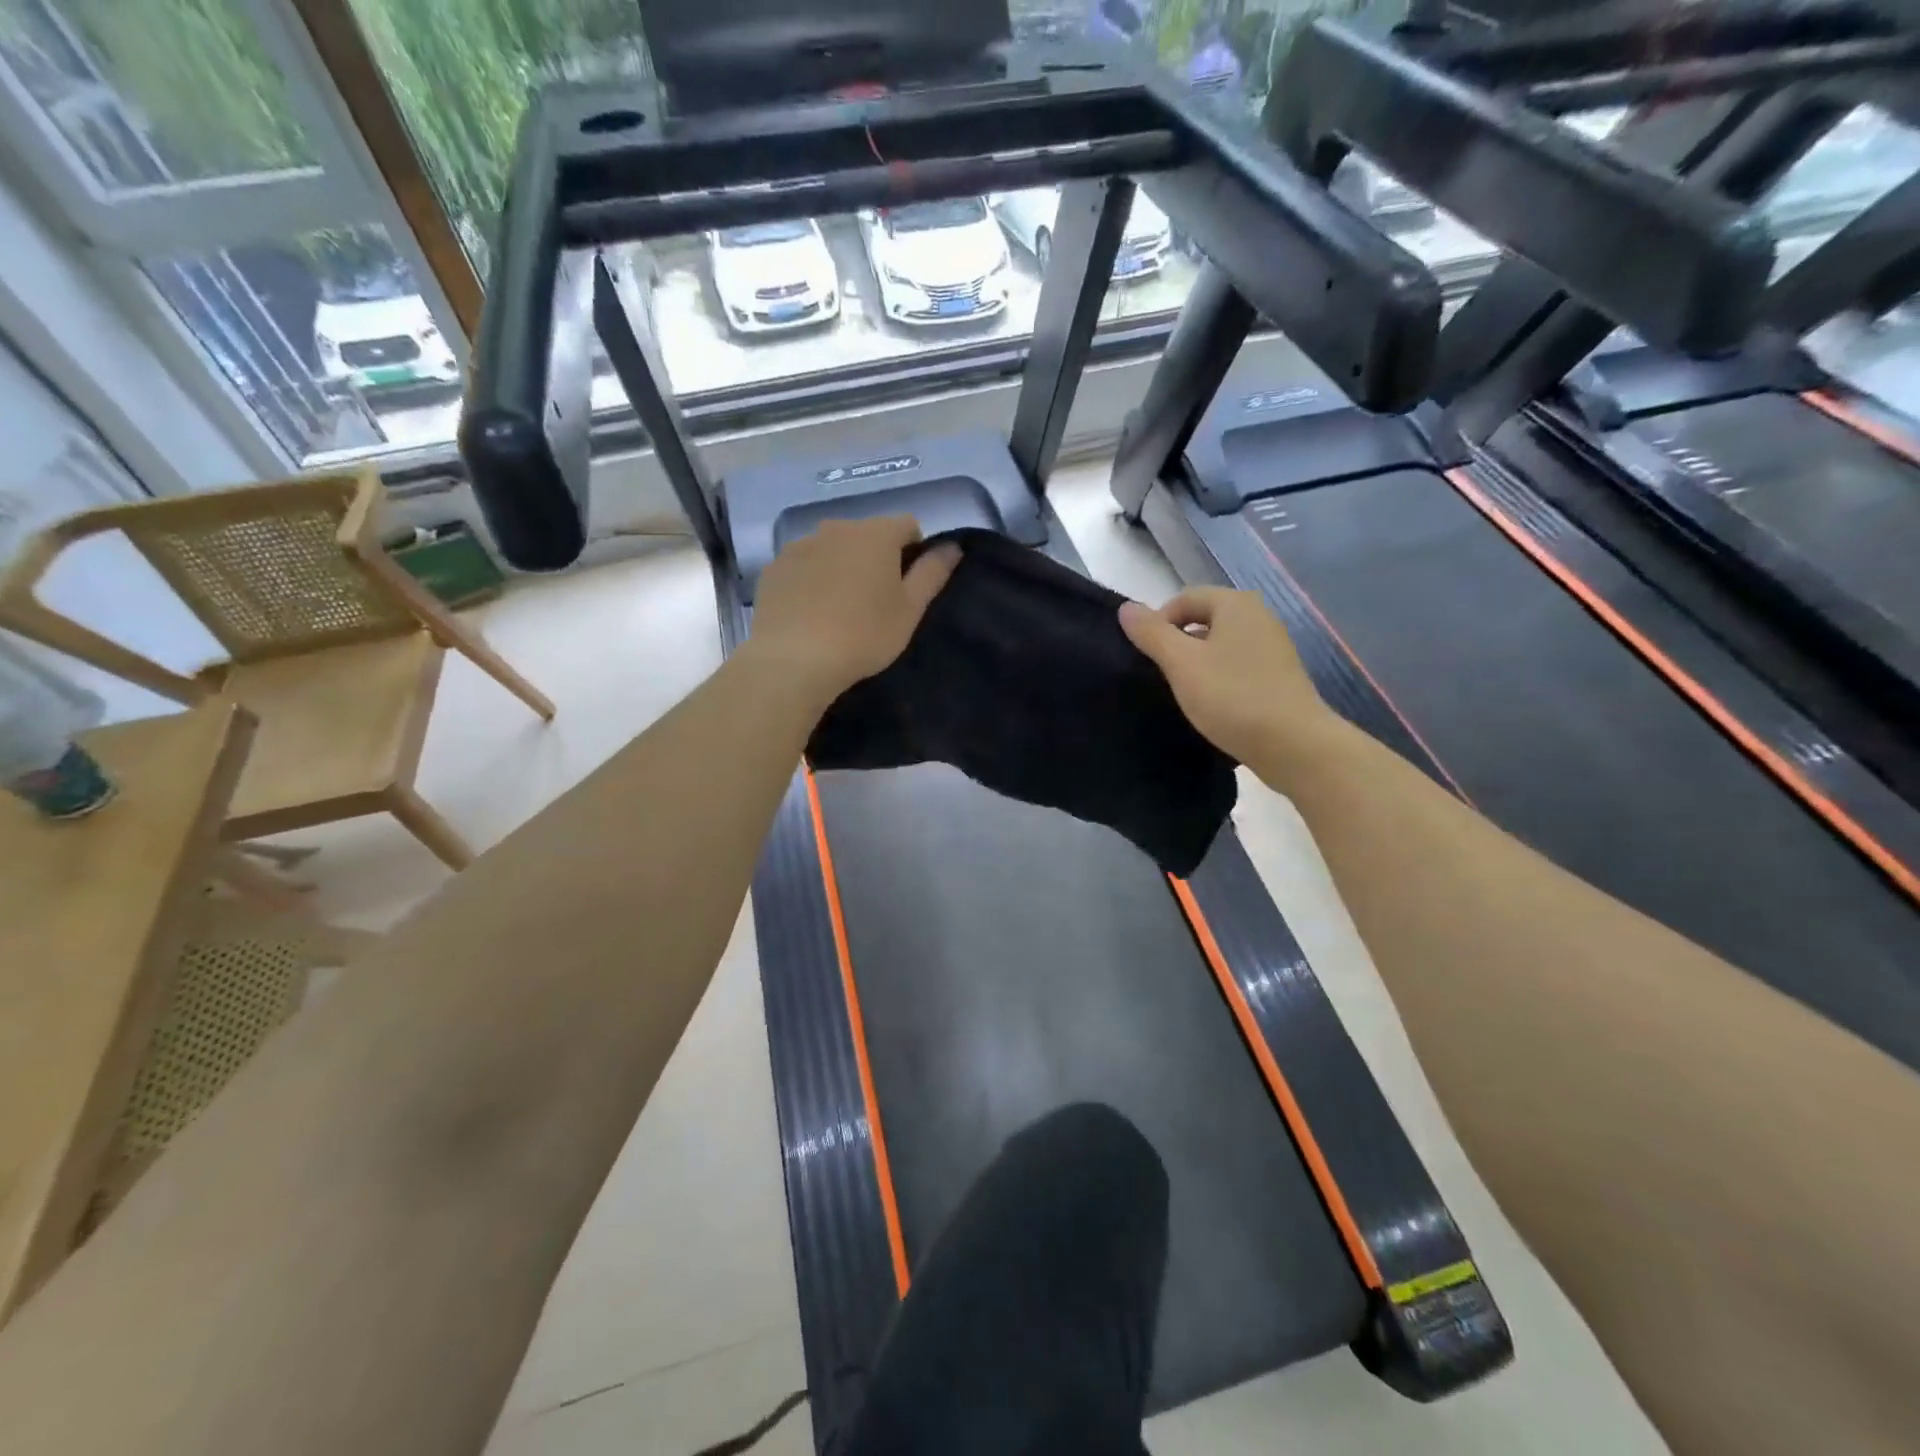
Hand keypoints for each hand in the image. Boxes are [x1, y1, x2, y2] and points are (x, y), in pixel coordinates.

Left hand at [749, 516, 959, 703]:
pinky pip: (803, 565)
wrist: (794, 659)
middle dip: (875, 558)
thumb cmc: (863, 635)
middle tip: (875, 601)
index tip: (908, 586)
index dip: (914, 552)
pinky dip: (811, 580)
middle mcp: (837, 527)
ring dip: (842, 567)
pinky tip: (811, 613)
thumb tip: (953, 546)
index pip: (907, 525)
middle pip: (867, 535)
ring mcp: (800, 545)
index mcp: (876, 533)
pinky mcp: (774, 567)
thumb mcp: (909, 610)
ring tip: (840, 608)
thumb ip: (933, 573)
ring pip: (832, 548)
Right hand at [1119, 588, 1335, 766]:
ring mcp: (1272, 647)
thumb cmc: (1232, 696)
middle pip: (1204, 619)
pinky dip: (1218, 678)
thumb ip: (1152, 633)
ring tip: (1183, 692)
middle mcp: (1258, 617)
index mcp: (1236, 604)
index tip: (1146, 656)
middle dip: (1177, 643)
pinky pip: (1237, 666)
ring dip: (1197, 663)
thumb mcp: (1181, 663)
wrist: (1293, 744)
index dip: (1158, 622)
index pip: (1184, 598)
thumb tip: (1126, 608)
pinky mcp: (1278, 676)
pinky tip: (1211, 704)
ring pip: (1220, 645)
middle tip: (1161, 675)